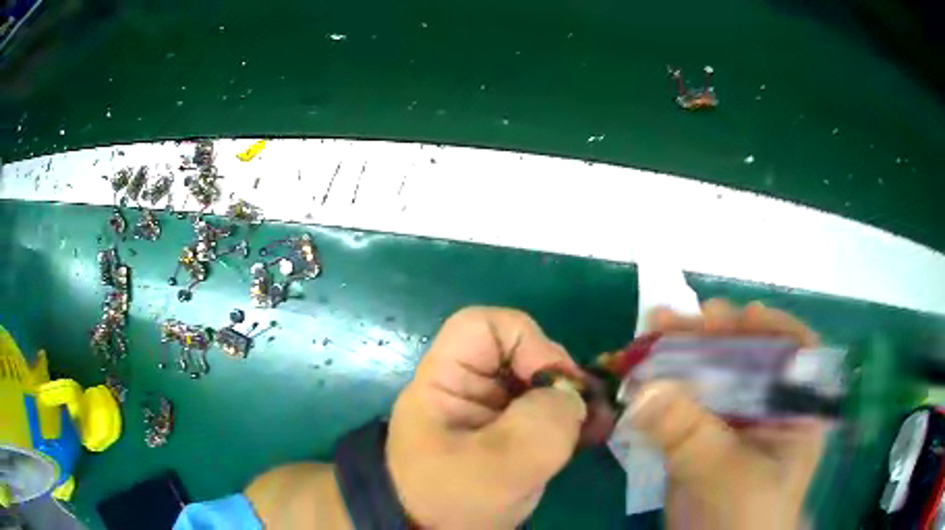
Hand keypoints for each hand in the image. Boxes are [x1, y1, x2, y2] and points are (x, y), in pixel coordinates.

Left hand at [386, 307, 592, 528]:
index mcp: (446, 380)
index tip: (553, 382)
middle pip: (520, 352)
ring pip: (539, 382)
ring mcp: (490, 409)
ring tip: (598, 425)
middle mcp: (468, 385)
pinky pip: (546, 409)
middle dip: (559, 377)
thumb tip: (571, 397)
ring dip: (573, 401)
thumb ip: (541, 424)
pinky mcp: (509, 430)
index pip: (482, 325)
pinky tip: (591, 434)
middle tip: (587, 410)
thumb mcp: (498, 467)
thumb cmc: (453, 499)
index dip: (526, 341)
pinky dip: (572, 418)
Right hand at [629, 300, 827, 529]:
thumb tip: (645, 391)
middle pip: (746, 356)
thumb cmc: (744, 518)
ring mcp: (733, 420)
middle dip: (713, 336)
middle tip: (676, 320)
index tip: (742, 315)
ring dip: (681, 355)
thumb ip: (692, 436)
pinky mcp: (703, 435)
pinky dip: (663, 386)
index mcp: (795, 411)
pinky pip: (685, 401)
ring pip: (711, 375)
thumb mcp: (726, 476)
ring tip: (650, 334)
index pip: (796, 353)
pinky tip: (641, 374)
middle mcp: (768, 407)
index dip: (772, 328)